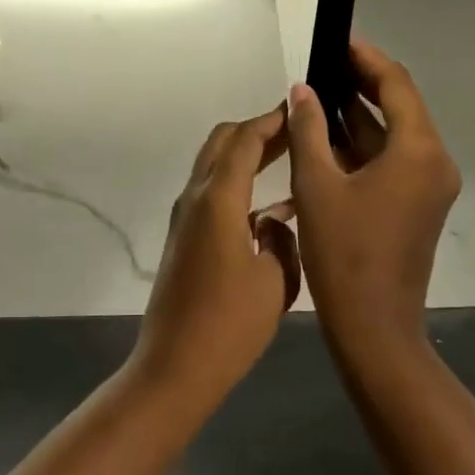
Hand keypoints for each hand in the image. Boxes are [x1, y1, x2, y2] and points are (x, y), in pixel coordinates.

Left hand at [132, 109, 300, 404]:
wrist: (175, 366)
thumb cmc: (230, 325)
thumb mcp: (274, 280)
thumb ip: (281, 239)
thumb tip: (274, 221)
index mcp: (218, 199)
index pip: (245, 141)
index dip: (271, 121)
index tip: (298, 109)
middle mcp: (196, 198)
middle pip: (223, 142)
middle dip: (257, 130)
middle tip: (295, 131)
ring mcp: (185, 217)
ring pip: (215, 166)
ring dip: (246, 155)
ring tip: (288, 158)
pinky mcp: (184, 237)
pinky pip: (212, 193)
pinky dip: (238, 184)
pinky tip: (271, 208)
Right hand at [286, 40, 459, 362]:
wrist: (374, 328)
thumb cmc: (344, 254)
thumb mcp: (317, 185)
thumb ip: (309, 129)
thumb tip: (303, 90)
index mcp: (418, 151)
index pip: (396, 84)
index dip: (366, 58)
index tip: (338, 40)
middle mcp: (434, 161)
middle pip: (400, 105)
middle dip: (361, 83)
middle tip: (322, 65)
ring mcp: (430, 185)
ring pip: (395, 134)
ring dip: (359, 115)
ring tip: (318, 95)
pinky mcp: (419, 204)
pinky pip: (393, 160)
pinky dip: (364, 145)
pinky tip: (328, 137)